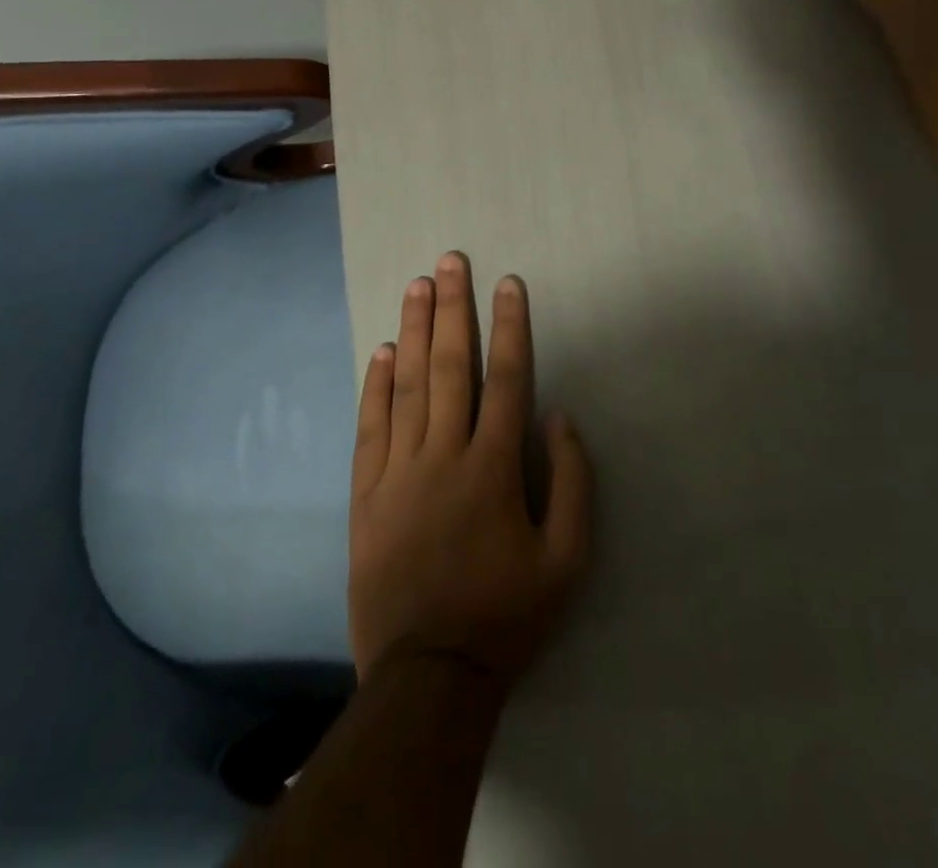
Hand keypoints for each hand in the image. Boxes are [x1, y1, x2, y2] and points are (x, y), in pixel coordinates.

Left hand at [349, 252, 593, 690]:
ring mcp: (398, 472)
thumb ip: (572, 483)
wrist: (428, 676)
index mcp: (493, 468)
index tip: (508, 283)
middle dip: (454, 308)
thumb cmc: (506, 616)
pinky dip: (375, 386)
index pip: (507, 379)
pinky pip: (370, 428)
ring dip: (414, 331)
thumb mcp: (567, 561)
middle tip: (449, 261)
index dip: (511, 326)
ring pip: (407, 386)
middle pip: (451, 367)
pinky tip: (381, 351)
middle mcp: (444, 456)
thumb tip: (560, 417)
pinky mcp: (366, 494)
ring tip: (417, 286)